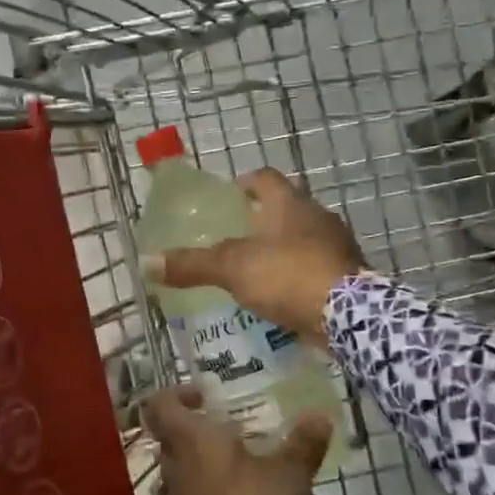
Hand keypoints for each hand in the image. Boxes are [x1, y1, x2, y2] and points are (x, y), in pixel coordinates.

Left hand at [143, 385, 330, 494]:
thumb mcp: (289, 475)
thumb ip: (303, 445)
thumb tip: (319, 416)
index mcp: (192, 440)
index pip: (160, 405)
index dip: (176, 394)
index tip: (204, 396)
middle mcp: (177, 465)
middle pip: (172, 437)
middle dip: (198, 429)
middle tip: (231, 427)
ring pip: (184, 468)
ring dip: (207, 462)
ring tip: (245, 461)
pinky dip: (213, 490)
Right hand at [146, 168, 364, 346]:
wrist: (348, 315)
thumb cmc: (288, 275)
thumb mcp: (233, 268)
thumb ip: (193, 264)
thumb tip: (146, 262)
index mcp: (290, 204)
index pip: (266, 178)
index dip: (246, 182)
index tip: (231, 192)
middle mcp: (318, 218)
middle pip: (287, 208)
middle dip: (264, 218)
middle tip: (237, 234)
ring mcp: (337, 246)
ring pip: (303, 239)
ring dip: (282, 248)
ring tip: (256, 268)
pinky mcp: (347, 275)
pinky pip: (316, 268)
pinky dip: (298, 275)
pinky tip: (281, 295)